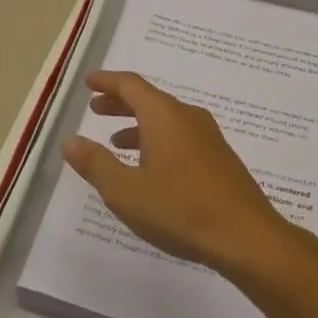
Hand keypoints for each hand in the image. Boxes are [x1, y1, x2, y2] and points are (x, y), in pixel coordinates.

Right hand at [61, 70, 298, 277]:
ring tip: (116, 142)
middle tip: (96, 109)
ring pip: (166, 119)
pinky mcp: (219, 158)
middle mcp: (188, 117)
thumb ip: (96, 164)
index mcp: (164, 115)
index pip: (131, 85)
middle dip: (120, 102)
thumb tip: (70, 140)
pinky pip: (181, 136)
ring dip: (139, 124)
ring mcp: (208, 137)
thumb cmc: (181, 209)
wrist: (246, 236)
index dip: (107, 81)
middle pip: (149, 99)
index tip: (89, 82)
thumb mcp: (126, 191)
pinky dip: (158, 140)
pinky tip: (151, 168)